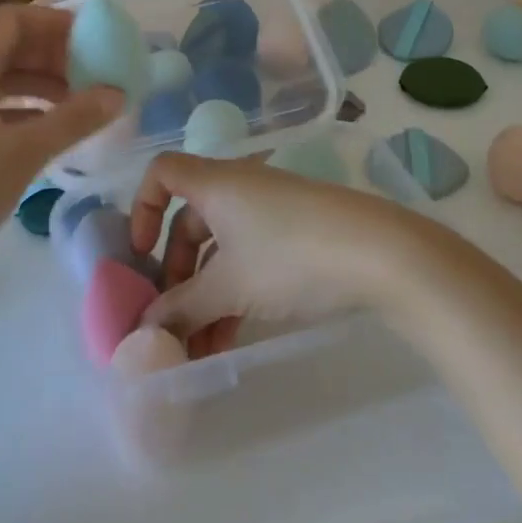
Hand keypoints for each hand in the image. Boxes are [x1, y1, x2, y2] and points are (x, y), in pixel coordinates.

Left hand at [0, 5, 122, 279]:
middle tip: (92, 77)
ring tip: (76, 105)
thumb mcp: (22, 154)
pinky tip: (43, 132)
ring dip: (37, 83)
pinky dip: (16, 108)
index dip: (56, 24)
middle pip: (5, 45)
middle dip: (52, 55)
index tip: (94, 43)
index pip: (14, 19)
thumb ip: (73, 119)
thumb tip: (117, 94)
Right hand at [129, 153, 423, 358]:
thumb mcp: (229, 287)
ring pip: (221, 247)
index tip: (141, 255)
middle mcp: (238, 188)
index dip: (142, 208)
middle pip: (189, 221)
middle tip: (171, 321)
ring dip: (205, 295)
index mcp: (215, 184)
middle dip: (175, 273)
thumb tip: (145, 329)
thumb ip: (182, 308)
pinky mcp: (295, 232)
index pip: (162, 172)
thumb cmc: (290, 257)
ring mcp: (269, 210)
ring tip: (201, 349)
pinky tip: (232, 337)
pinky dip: (234, 291)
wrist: (380, 254)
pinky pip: (248, 256)